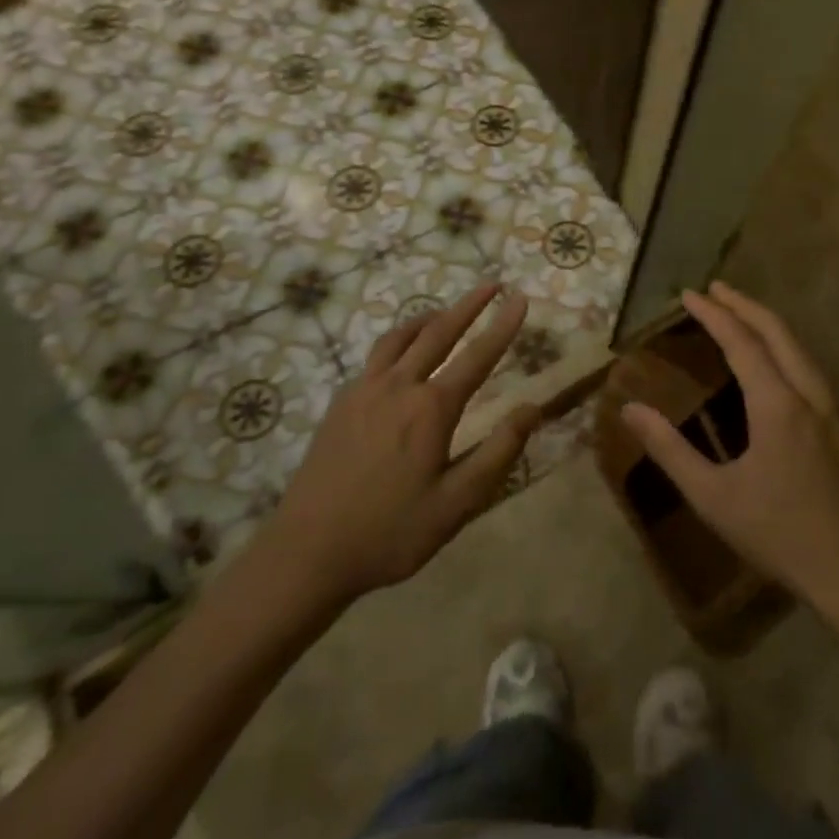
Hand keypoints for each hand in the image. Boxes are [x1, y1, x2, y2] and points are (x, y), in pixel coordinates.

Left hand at [260, 282, 536, 609]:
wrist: (306, 553)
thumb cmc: (390, 533)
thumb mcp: (456, 505)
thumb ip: (498, 453)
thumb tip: (532, 409)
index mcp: (431, 409)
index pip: (478, 355)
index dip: (503, 325)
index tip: (521, 298)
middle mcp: (399, 386)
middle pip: (439, 332)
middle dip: (469, 305)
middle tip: (491, 284)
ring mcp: (364, 391)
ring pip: (401, 337)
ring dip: (429, 318)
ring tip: (445, 311)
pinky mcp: (341, 403)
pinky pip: (376, 357)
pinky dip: (399, 341)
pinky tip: (401, 356)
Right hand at [620, 282, 838, 613]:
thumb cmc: (779, 533)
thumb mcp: (713, 496)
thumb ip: (670, 450)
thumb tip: (630, 409)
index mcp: (777, 403)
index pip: (742, 341)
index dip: (714, 314)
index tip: (689, 293)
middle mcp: (807, 394)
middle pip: (776, 332)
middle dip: (744, 305)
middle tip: (715, 289)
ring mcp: (828, 409)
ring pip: (797, 347)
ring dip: (767, 323)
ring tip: (740, 313)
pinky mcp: (837, 427)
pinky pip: (806, 365)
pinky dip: (783, 345)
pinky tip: (774, 362)